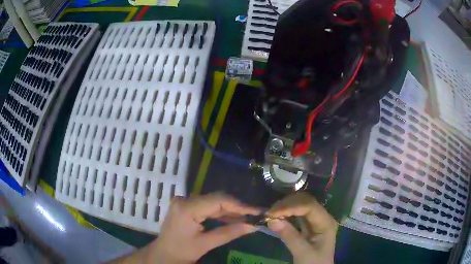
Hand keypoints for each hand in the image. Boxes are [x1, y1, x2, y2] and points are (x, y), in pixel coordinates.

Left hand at [150, 193, 259, 262]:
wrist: (163, 254)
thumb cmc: (181, 251)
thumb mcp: (205, 244)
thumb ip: (229, 233)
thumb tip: (253, 226)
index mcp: (187, 208)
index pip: (218, 200)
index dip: (240, 205)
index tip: (257, 211)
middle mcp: (185, 199)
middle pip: (217, 199)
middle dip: (237, 208)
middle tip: (255, 215)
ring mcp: (185, 201)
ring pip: (214, 202)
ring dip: (231, 211)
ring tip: (248, 218)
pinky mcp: (187, 206)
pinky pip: (208, 207)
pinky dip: (221, 214)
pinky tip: (234, 219)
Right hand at [266, 193, 337, 263]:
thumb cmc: (313, 263)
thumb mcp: (302, 252)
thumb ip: (289, 236)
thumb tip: (271, 220)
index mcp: (326, 222)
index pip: (309, 206)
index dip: (290, 206)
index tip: (272, 212)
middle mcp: (322, 216)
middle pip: (305, 201)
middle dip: (287, 204)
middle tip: (270, 212)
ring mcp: (315, 219)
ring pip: (300, 204)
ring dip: (285, 206)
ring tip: (271, 213)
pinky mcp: (308, 224)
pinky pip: (297, 213)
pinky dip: (286, 212)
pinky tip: (277, 215)